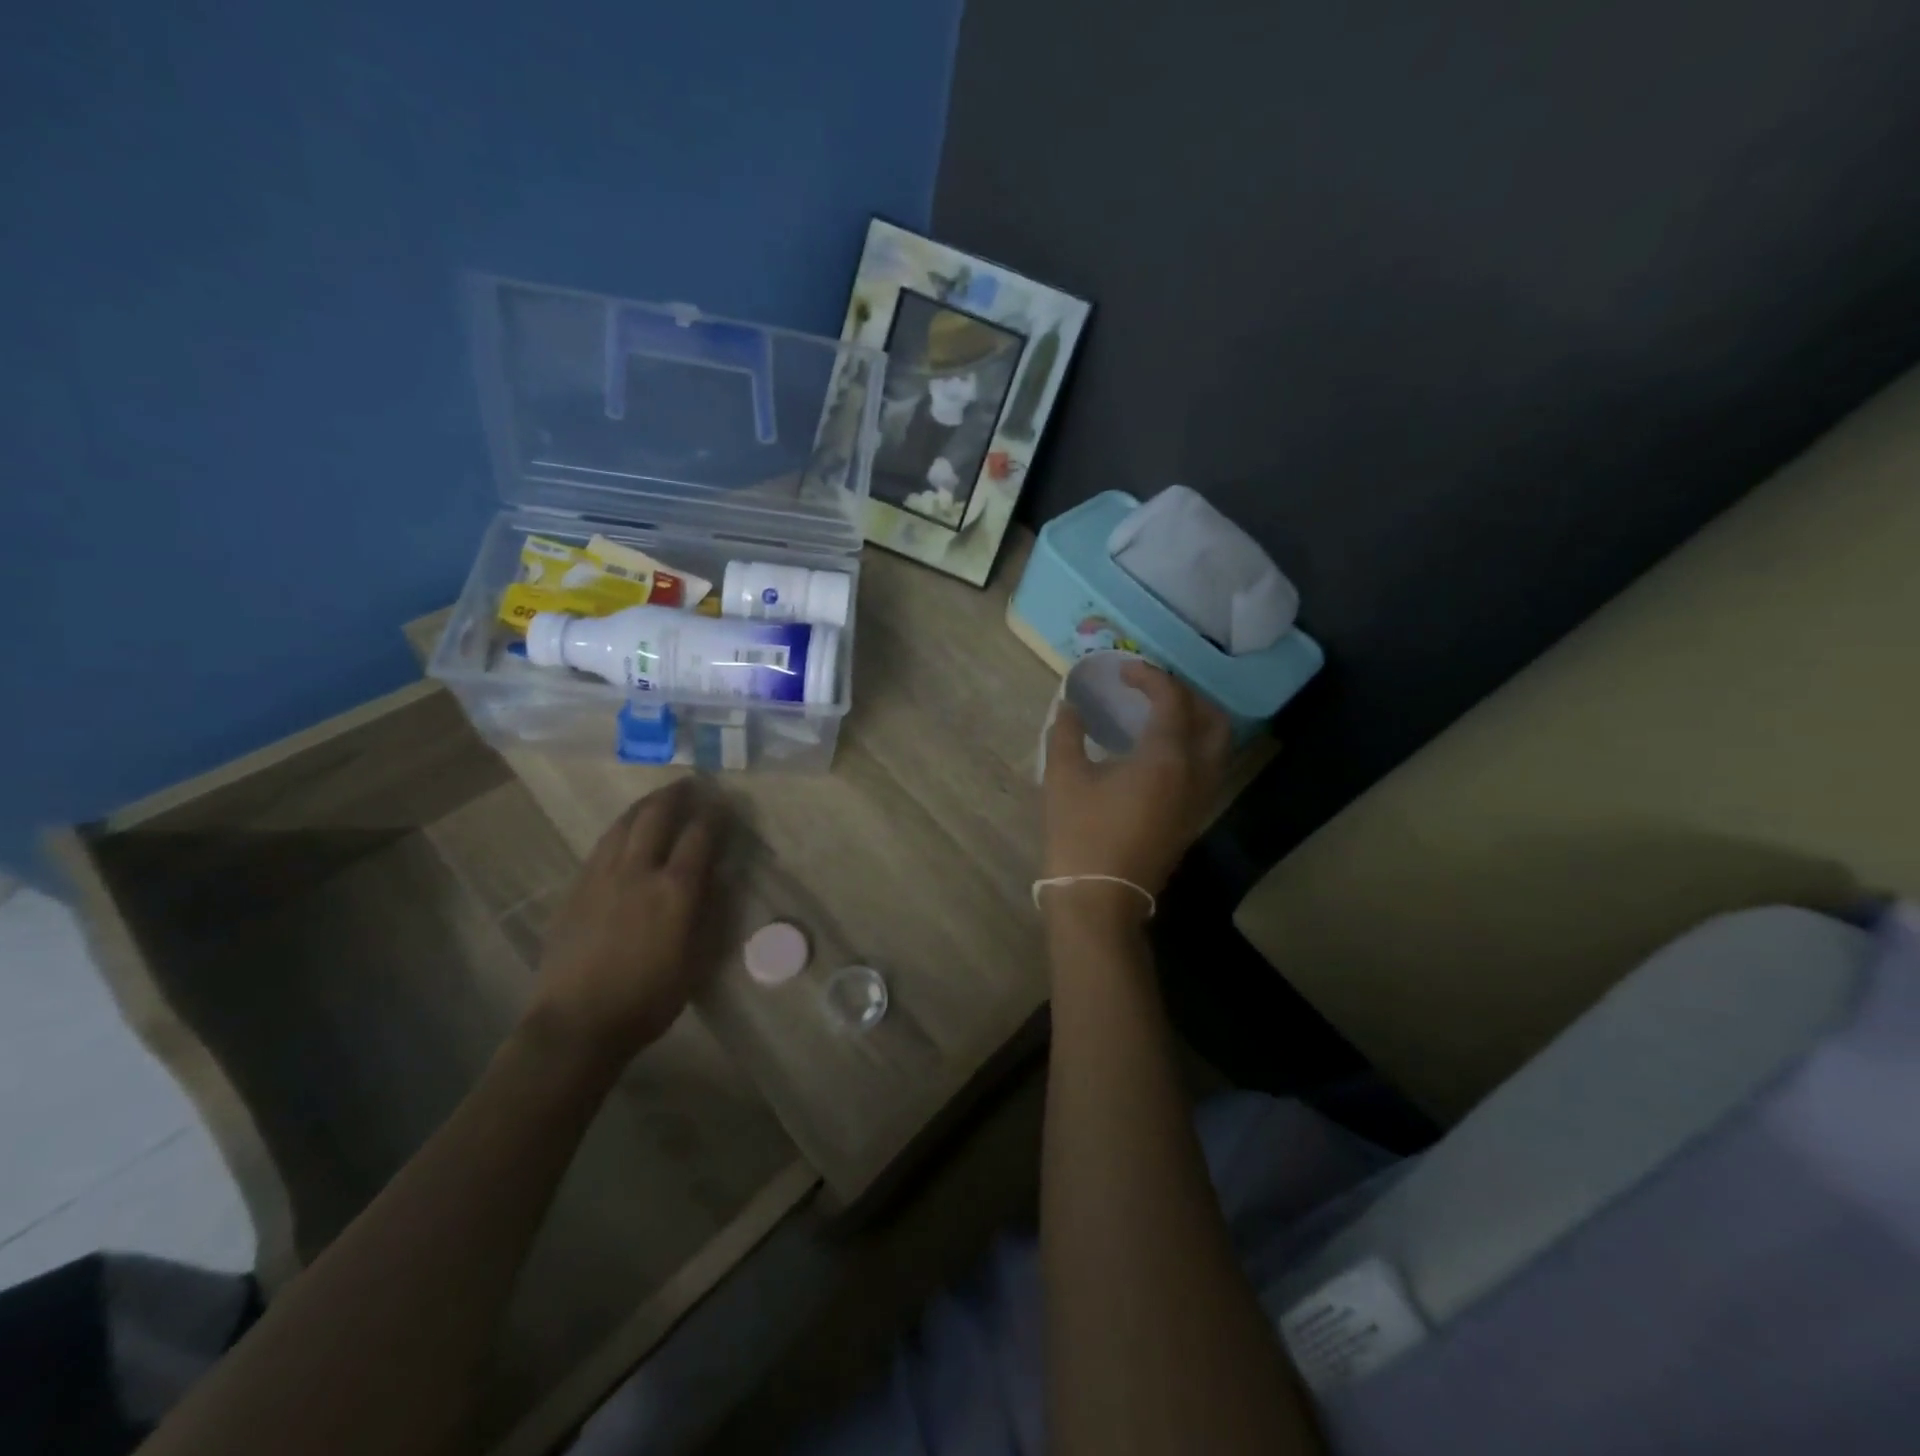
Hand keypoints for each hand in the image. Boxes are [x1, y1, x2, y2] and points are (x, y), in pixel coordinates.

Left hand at [528, 778, 721, 1063]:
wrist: (578, 1023)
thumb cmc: (649, 998)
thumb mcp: (697, 960)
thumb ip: (710, 911)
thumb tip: (720, 875)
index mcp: (675, 890)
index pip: (700, 835)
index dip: (715, 814)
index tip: (725, 802)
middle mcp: (639, 871)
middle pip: (658, 816)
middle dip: (677, 795)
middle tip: (691, 783)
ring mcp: (602, 876)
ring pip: (625, 824)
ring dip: (646, 804)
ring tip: (660, 796)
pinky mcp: (576, 887)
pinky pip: (602, 844)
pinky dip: (621, 826)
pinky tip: (625, 829)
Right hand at [1043, 663, 1230, 917]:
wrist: (1099, 899)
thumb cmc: (1080, 834)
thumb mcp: (1063, 778)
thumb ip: (1067, 733)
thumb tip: (1068, 706)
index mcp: (1166, 758)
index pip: (1172, 700)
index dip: (1151, 677)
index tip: (1124, 671)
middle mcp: (1195, 774)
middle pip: (1212, 719)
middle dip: (1186, 695)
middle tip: (1152, 690)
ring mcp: (1199, 800)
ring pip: (1218, 746)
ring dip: (1196, 721)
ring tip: (1159, 715)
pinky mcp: (1193, 819)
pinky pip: (1208, 769)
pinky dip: (1194, 747)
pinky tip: (1159, 751)